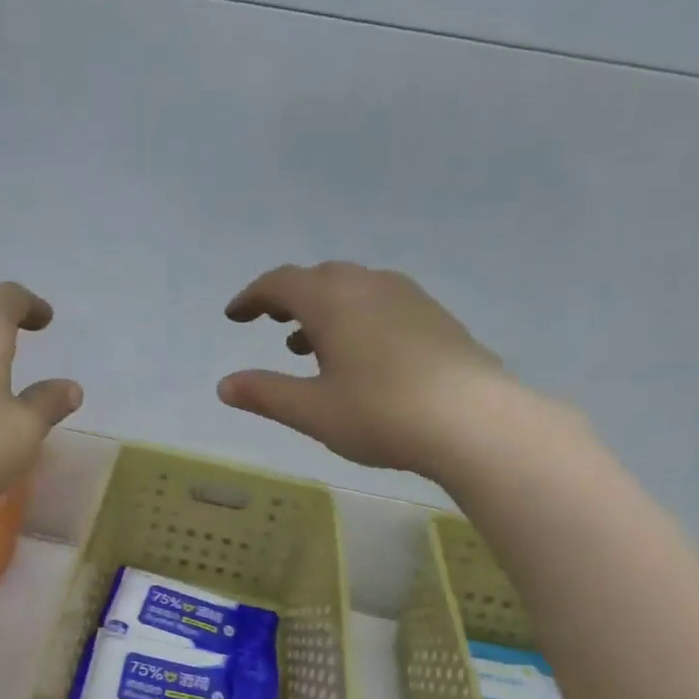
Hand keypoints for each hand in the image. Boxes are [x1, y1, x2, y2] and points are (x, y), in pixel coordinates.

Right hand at [219, 262, 513, 474]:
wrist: (473, 421)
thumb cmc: (380, 413)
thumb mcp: (312, 410)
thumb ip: (265, 393)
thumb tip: (224, 385)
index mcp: (332, 300)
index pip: (280, 283)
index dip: (252, 297)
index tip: (234, 316)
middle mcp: (369, 285)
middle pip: (319, 278)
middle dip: (289, 298)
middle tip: (271, 322)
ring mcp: (408, 297)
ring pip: (353, 289)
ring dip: (323, 309)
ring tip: (308, 346)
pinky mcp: (435, 317)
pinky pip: (381, 303)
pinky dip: (356, 318)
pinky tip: (360, 355)